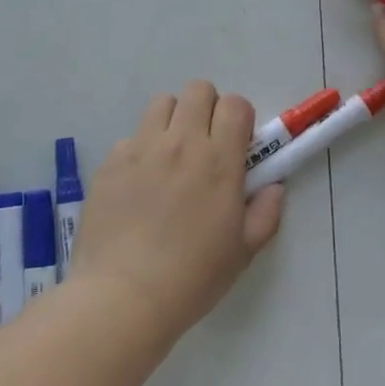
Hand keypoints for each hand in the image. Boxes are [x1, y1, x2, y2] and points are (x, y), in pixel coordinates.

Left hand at [70, 82, 285, 340]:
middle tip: (206, 144)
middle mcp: (181, 142)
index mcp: (219, 160)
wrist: (123, 296)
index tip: (237, 145)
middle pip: (198, 90)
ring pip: (161, 103)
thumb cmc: (192, 277)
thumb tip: (274, 187)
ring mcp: (141, 148)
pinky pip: (130, 137)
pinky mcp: (110, 162)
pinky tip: (138, 186)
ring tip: (170, 156)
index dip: (240, 118)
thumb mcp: (243, 252)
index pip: (235, 104)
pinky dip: (140, 150)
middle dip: (208, 108)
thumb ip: (265, 213)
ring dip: (173, 120)